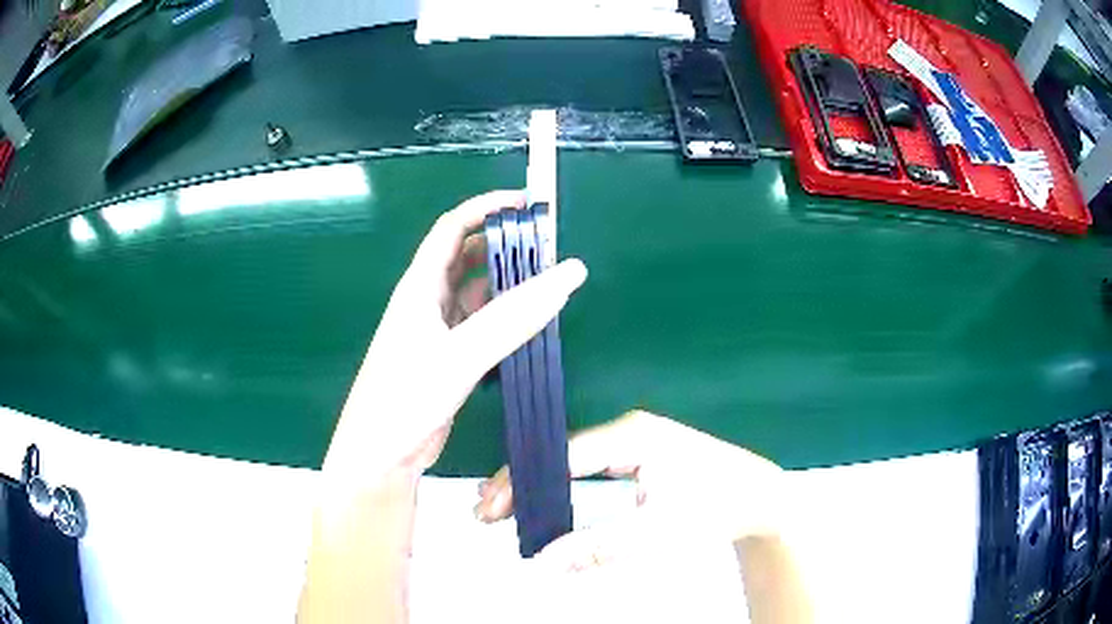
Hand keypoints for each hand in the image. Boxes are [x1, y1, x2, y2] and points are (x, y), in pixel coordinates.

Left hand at [324, 190, 587, 480]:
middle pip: (466, 255)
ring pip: (476, 291)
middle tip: (547, 245)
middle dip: (503, 243)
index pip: (452, 228)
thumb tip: (569, 274)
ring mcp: (437, 330)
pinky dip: (505, 316)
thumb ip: (514, 317)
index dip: (486, 207)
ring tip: (546, 279)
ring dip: (506, 281)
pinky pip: (481, 323)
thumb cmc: (407, 396)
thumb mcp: (461, 353)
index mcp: (420, 286)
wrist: (382, 452)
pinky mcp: (448, 357)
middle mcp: (427, 300)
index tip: (527, 203)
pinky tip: (529, 322)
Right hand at [475, 410, 785, 569]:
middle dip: (523, 485)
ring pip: (574, 466)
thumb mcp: (658, 534)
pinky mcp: (640, 459)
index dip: (521, 483)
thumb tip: (543, 562)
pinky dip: (567, 494)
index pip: (561, 457)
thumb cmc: (714, 510)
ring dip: (542, 490)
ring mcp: (635, 443)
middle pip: (561, 457)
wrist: (760, 497)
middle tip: (486, 512)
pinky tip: (545, 508)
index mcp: (631, 436)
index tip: (489, 508)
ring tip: (503, 511)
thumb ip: (599, 548)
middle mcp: (627, 432)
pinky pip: (593, 475)